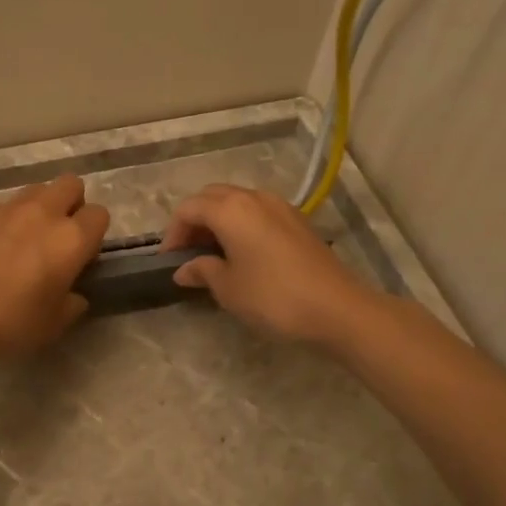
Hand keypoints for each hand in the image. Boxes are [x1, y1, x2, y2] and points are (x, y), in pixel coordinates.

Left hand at [0, 175, 110, 364]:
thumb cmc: (9, 322)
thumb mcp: (53, 325)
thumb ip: (72, 304)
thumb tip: (74, 295)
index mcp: (71, 239)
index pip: (99, 215)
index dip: (94, 234)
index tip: (82, 256)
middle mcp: (44, 213)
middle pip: (71, 184)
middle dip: (72, 204)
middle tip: (59, 236)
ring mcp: (8, 209)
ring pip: (36, 190)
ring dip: (40, 207)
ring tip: (26, 239)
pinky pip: (3, 206)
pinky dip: (6, 220)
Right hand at [161, 184, 376, 345]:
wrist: (337, 308)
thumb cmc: (273, 297)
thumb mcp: (229, 288)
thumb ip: (203, 271)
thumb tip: (184, 269)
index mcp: (230, 209)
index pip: (188, 209)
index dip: (173, 232)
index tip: (169, 260)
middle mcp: (254, 198)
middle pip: (212, 197)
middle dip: (194, 221)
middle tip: (188, 253)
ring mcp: (279, 206)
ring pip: (237, 202)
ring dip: (219, 221)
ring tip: (213, 254)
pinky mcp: (297, 221)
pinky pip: (258, 212)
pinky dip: (242, 225)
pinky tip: (243, 254)